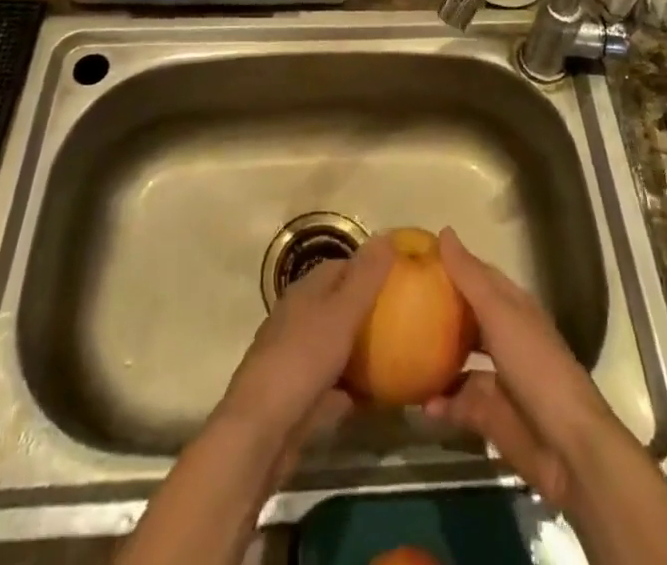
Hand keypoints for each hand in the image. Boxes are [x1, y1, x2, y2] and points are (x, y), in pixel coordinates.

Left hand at [214, 236, 392, 476]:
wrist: (260, 433)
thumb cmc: (303, 361)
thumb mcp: (341, 314)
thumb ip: (365, 277)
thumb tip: (387, 234)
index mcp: (306, 291)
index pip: (342, 266)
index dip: (370, 268)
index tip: (401, 280)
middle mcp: (298, 318)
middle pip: (339, 305)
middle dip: (369, 310)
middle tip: (405, 320)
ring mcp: (296, 357)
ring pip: (336, 345)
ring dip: (361, 349)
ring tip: (399, 355)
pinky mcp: (298, 395)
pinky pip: (333, 383)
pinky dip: (352, 386)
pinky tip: (378, 397)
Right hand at [422, 227, 623, 509]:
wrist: (568, 447)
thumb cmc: (536, 366)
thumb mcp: (500, 314)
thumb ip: (470, 277)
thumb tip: (444, 231)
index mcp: (511, 307)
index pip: (477, 275)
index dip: (450, 264)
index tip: (414, 256)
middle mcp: (503, 337)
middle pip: (465, 317)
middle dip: (435, 311)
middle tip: (395, 303)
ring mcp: (496, 378)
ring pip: (457, 361)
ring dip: (431, 358)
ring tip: (397, 351)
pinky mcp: (489, 416)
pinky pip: (456, 404)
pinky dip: (437, 403)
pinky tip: (416, 401)